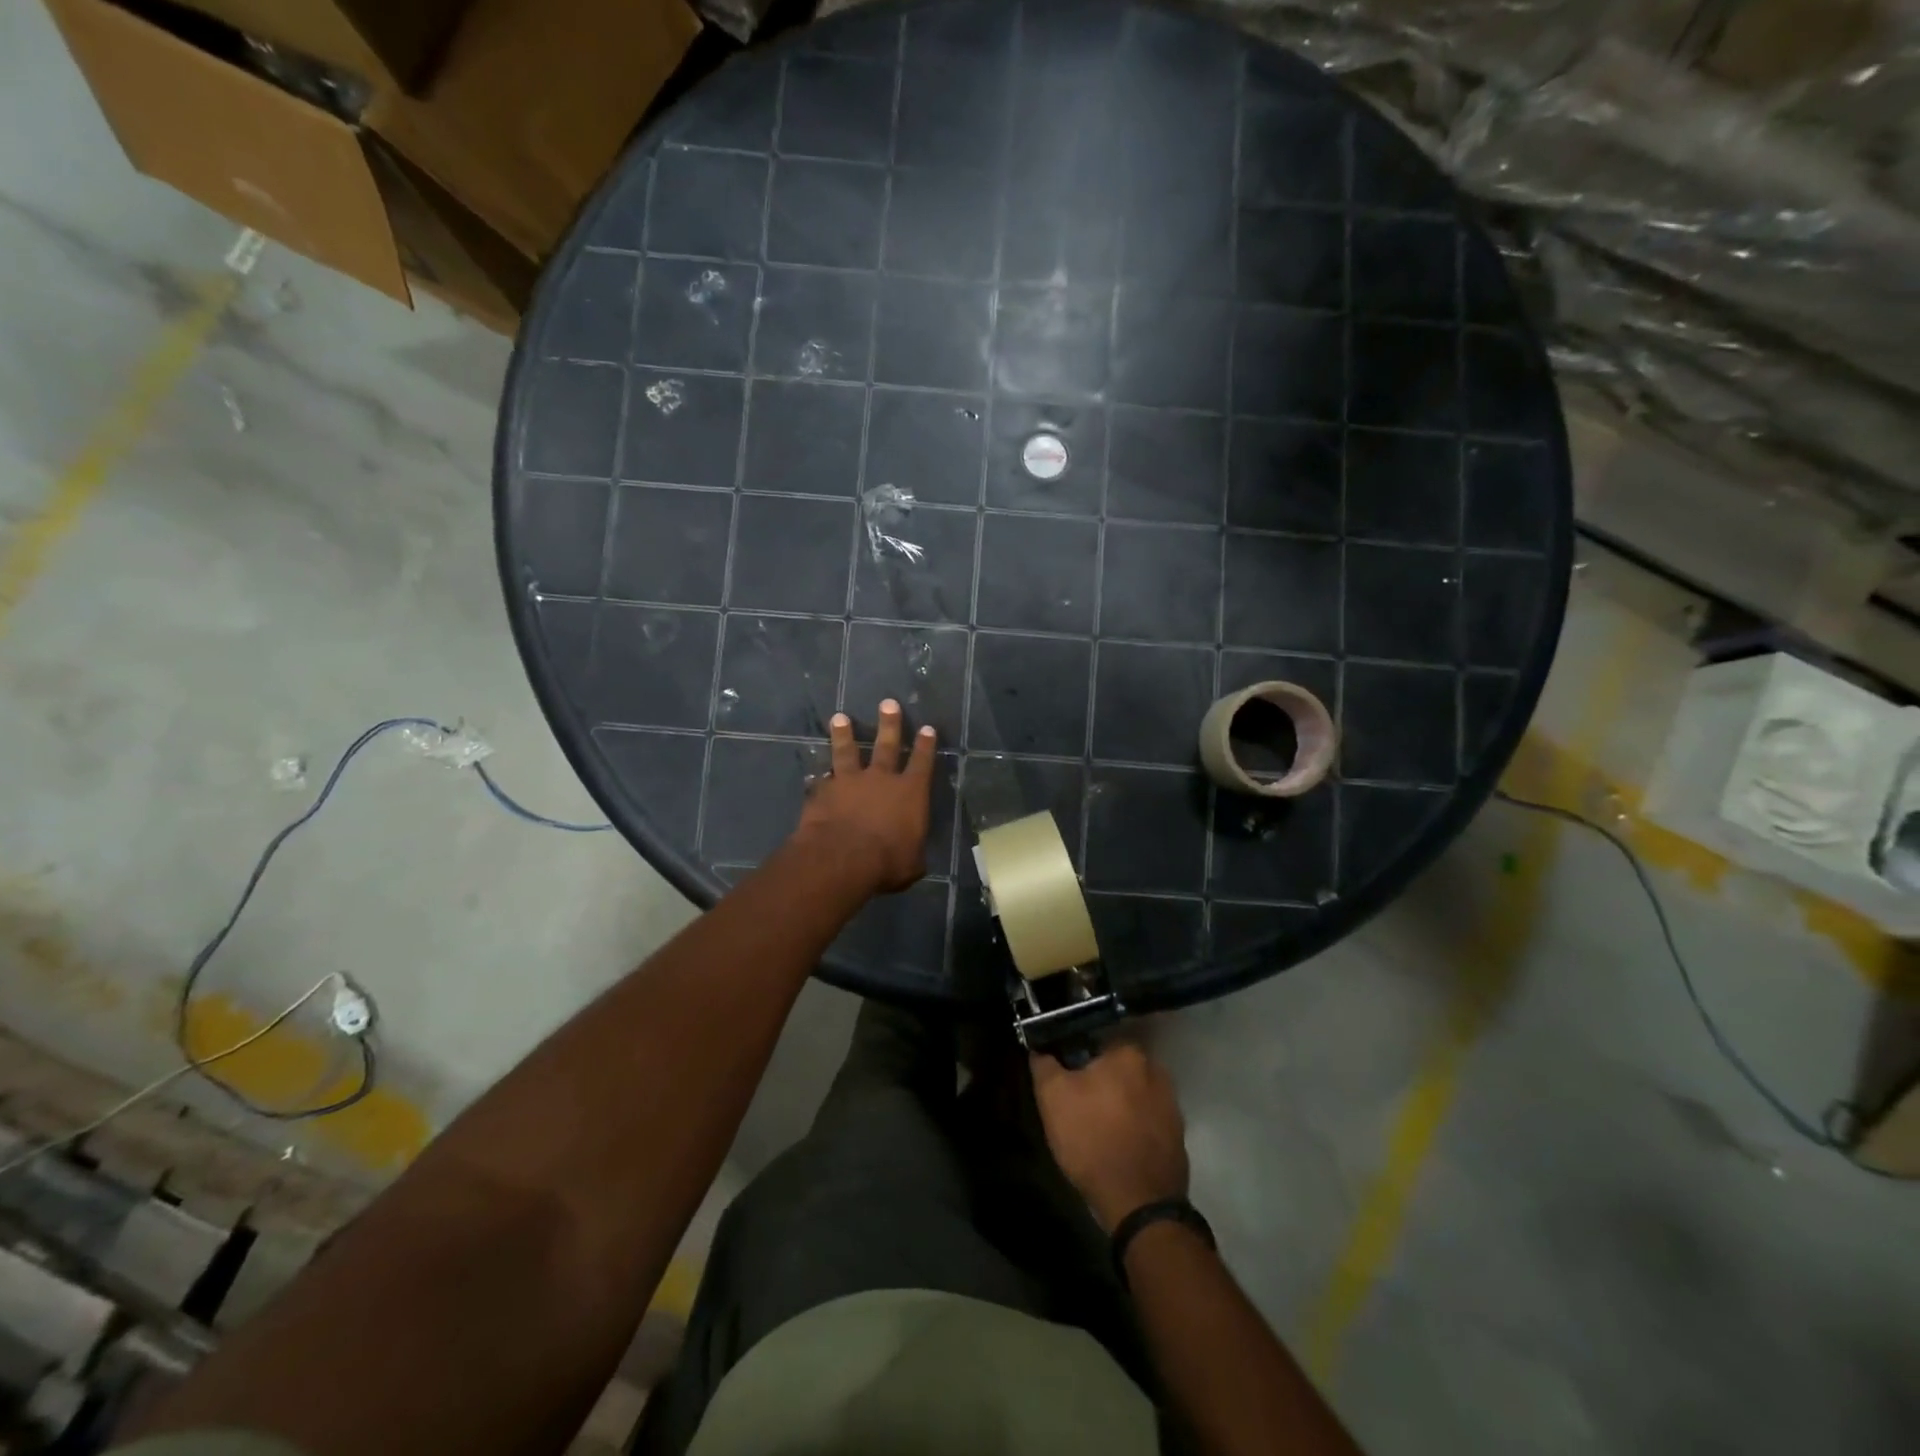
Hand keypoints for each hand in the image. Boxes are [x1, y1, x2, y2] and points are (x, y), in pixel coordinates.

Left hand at [794, 700, 936, 895]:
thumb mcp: (911, 864)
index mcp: (911, 793)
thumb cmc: (886, 862)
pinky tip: (813, 772)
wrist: (841, 858)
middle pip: (886, 745)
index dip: (926, 745)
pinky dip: (819, 776)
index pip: (922, 762)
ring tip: (840, 718)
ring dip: (844, 734)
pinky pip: (821, 780)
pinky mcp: (822, 792)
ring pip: (847, 751)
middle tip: (888, 703)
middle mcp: (881, 779)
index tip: (927, 727)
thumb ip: (912, 853)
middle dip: (889, 724)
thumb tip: (912, 857)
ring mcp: (849, 782)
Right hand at [1031, 1042, 1189, 1233]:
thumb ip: (1044, 1064)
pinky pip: (1147, 1119)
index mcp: (1128, 1053)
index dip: (1076, 1058)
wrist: (1139, 1204)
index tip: (1065, 1078)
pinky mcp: (1178, 1134)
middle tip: (1079, 1103)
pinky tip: (1118, 1143)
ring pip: (1134, 1093)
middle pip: (1117, 1068)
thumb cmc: (1092, 1140)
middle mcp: (1156, 1069)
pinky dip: (1134, 1126)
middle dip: (1099, 1080)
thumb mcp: (1053, 1098)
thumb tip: (1040, 1047)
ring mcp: (1171, 1103)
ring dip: (1118, 1103)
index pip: (1095, 1041)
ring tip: (1098, 1127)